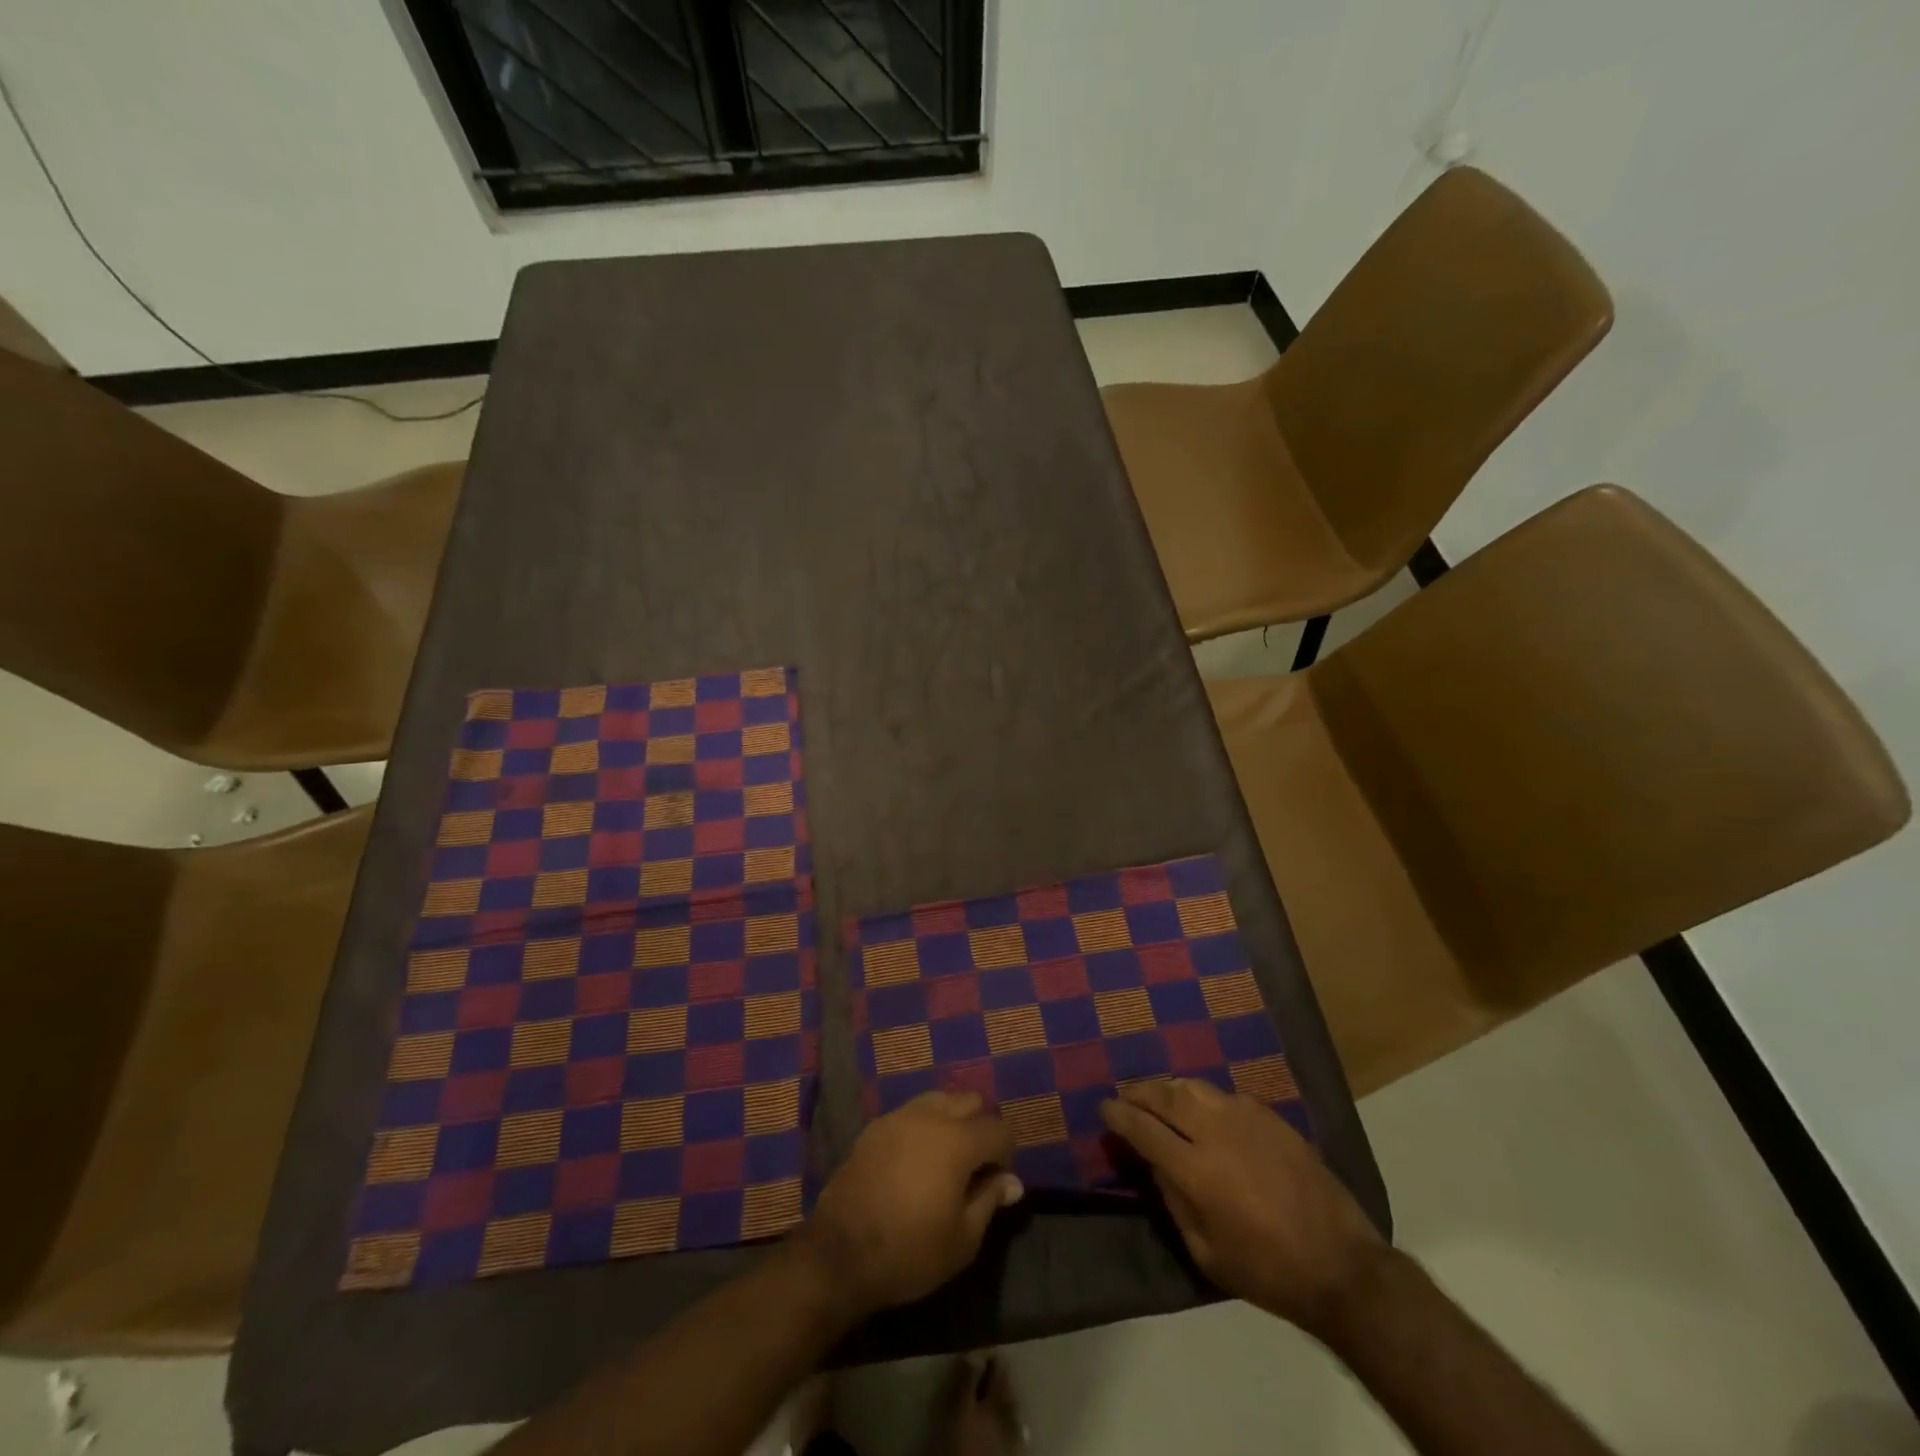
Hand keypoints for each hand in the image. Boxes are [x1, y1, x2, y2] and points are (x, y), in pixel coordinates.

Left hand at [800, 1091, 1024, 1313]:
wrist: (840, 1254)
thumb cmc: (909, 1252)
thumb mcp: (962, 1240)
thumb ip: (990, 1200)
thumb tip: (1013, 1182)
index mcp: (957, 1140)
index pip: (998, 1129)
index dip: (1006, 1153)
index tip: (999, 1181)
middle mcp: (930, 1116)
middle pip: (970, 1101)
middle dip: (980, 1126)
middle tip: (975, 1165)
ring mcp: (899, 1117)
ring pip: (939, 1099)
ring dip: (951, 1119)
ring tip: (946, 1157)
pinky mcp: (875, 1127)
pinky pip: (911, 1112)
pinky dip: (923, 1126)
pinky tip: (915, 1159)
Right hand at [1100, 1078, 1385, 1340]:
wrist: (1341, 1265)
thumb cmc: (1268, 1271)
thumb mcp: (1207, 1252)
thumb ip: (1174, 1201)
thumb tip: (1156, 1164)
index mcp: (1195, 1169)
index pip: (1142, 1128)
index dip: (1118, 1115)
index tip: (1104, 1108)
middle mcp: (1215, 1131)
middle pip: (1164, 1095)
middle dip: (1139, 1092)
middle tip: (1126, 1096)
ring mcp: (1245, 1118)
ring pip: (1193, 1087)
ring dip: (1169, 1089)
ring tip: (1160, 1098)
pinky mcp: (1270, 1117)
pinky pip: (1225, 1096)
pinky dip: (1204, 1098)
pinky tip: (1204, 1111)